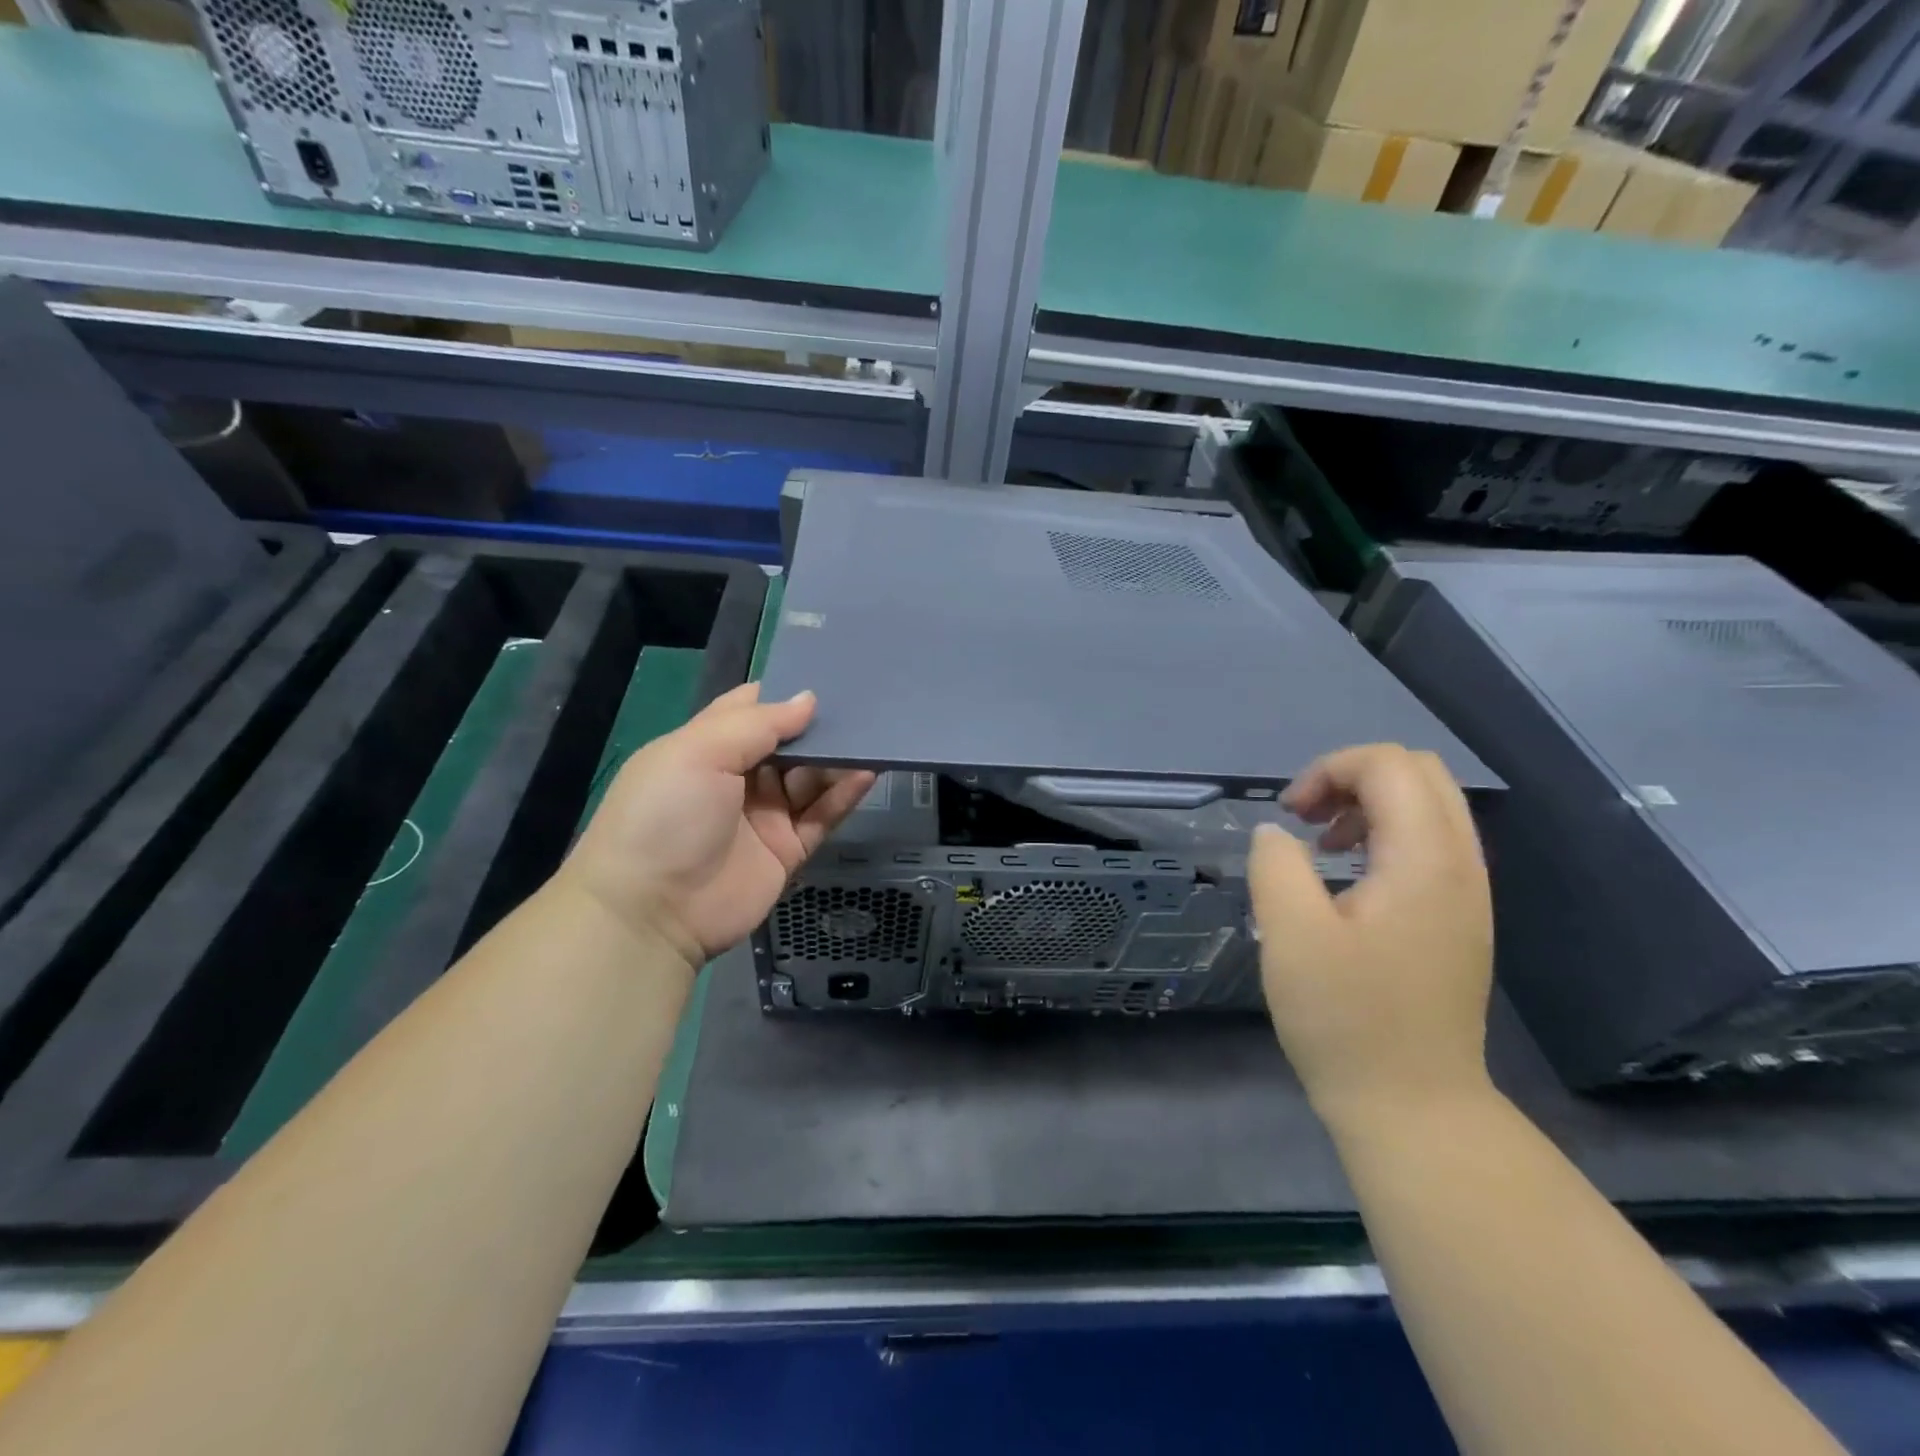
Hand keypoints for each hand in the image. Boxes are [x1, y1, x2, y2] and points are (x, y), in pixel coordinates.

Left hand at [559, 683, 875, 969]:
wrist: (652, 912)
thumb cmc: (666, 815)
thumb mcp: (700, 752)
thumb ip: (758, 723)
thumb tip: (809, 700)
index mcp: (705, 748)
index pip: (750, 711)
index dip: (783, 694)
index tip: (825, 675)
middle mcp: (736, 779)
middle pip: (788, 745)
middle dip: (819, 725)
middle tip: (864, 703)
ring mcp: (763, 816)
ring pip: (810, 779)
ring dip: (838, 758)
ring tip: (874, 736)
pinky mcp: (787, 851)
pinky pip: (822, 817)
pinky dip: (844, 795)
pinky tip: (867, 773)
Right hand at [1248, 744, 1494, 1129]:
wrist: (1414, 1105)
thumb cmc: (1347, 1020)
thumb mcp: (1291, 936)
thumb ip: (1277, 865)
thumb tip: (1277, 834)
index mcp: (1425, 860)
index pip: (1388, 764)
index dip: (1328, 770)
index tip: (1290, 817)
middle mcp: (1461, 864)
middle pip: (1418, 772)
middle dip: (1352, 777)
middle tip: (1306, 820)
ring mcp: (1467, 892)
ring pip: (1428, 805)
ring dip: (1368, 805)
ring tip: (1322, 847)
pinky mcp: (1459, 917)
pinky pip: (1430, 842)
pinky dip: (1384, 835)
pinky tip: (1348, 879)